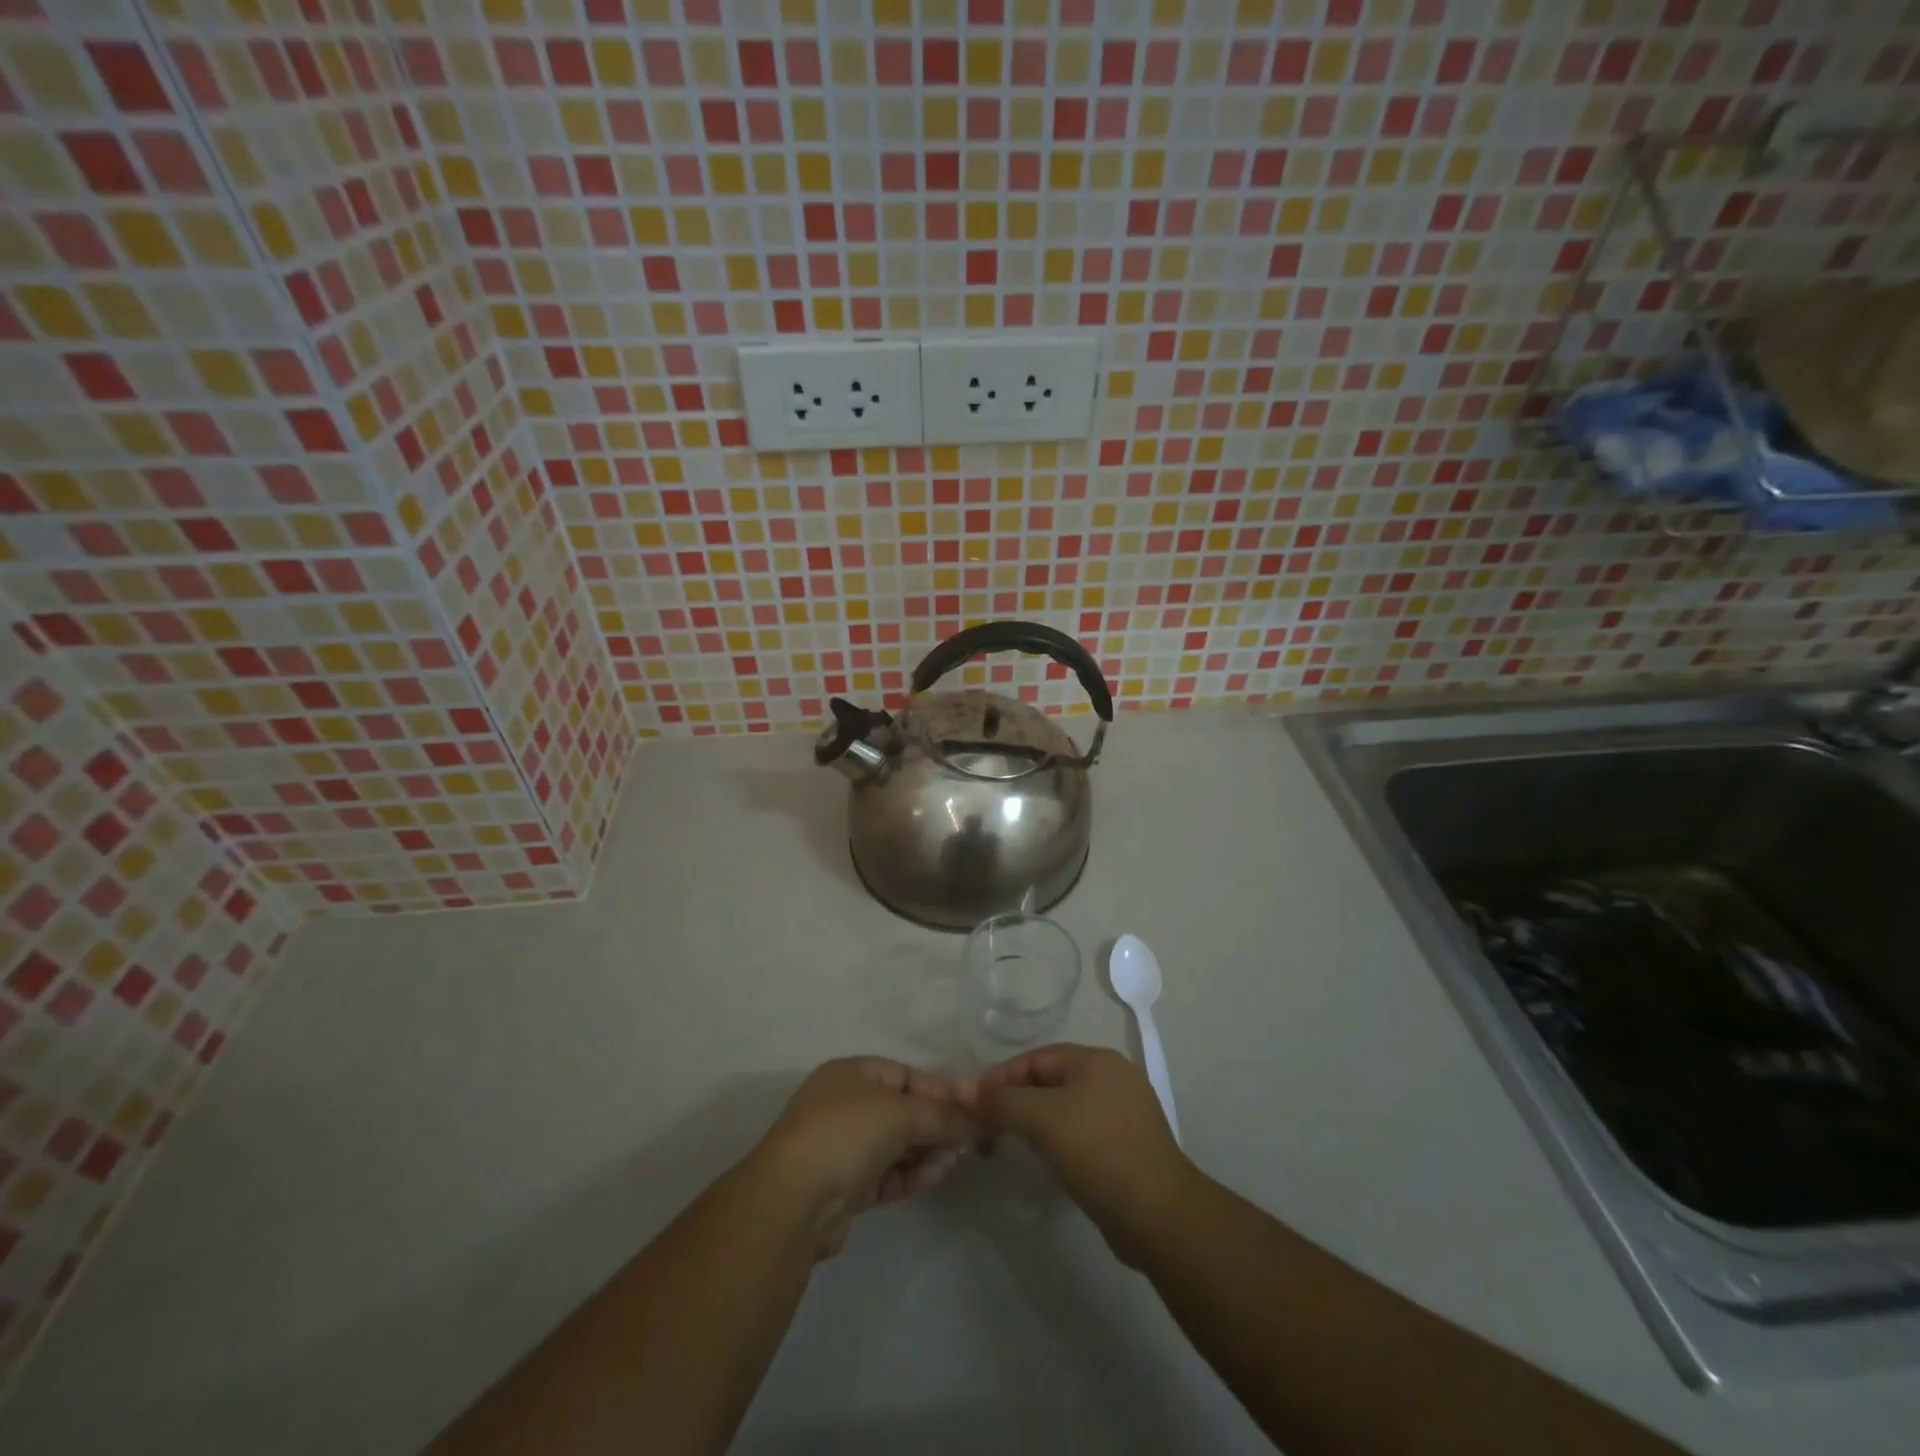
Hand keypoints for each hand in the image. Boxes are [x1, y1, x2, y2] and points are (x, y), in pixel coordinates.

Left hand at [748, 1057, 975, 1258]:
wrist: (791, 1202)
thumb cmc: (845, 1135)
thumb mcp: (899, 1113)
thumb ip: (941, 1116)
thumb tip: (975, 1121)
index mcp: (852, 1073)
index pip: (905, 1075)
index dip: (938, 1091)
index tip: (969, 1111)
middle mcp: (846, 1104)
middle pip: (903, 1110)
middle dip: (935, 1125)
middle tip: (966, 1143)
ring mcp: (843, 1146)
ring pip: (897, 1145)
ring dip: (926, 1152)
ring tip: (951, 1163)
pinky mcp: (845, 1186)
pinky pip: (887, 1174)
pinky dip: (910, 1175)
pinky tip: (933, 1178)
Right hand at [962, 1043, 1196, 1265]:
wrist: (1159, 1215)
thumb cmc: (1098, 1152)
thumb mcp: (1042, 1119)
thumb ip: (1001, 1100)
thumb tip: (962, 1089)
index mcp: (1096, 1060)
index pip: (1035, 1058)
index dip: (1000, 1077)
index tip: (971, 1102)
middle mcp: (1113, 1077)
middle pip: (1050, 1080)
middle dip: (1014, 1099)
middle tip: (984, 1124)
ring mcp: (1124, 1112)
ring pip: (1065, 1107)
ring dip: (1034, 1121)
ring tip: (1005, 1142)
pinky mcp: (1129, 1145)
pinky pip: (1081, 1131)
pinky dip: (1057, 1139)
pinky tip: (1044, 1159)